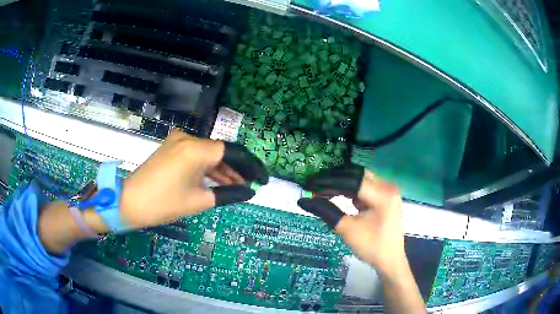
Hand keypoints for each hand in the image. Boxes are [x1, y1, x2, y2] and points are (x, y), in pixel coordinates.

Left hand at [120, 129, 268, 228]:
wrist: (129, 202)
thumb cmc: (163, 204)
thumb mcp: (198, 201)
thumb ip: (228, 194)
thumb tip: (249, 193)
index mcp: (195, 149)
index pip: (233, 152)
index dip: (251, 166)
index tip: (263, 180)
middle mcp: (188, 138)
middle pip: (221, 151)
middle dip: (238, 169)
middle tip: (251, 186)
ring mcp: (178, 141)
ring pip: (209, 153)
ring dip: (223, 170)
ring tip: (238, 187)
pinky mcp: (172, 147)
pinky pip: (197, 155)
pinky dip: (208, 168)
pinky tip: (219, 180)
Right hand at [297, 165, 404, 273]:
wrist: (389, 260)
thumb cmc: (371, 247)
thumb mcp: (347, 229)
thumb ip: (326, 211)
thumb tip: (304, 201)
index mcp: (382, 194)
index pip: (351, 180)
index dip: (328, 181)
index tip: (310, 185)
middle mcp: (387, 186)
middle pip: (355, 175)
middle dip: (334, 180)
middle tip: (314, 187)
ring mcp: (387, 191)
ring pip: (359, 179)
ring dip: (341, 185)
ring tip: (321, 192)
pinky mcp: (384, 197)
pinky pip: (364, 187)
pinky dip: (350, 191)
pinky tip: (336, 195)